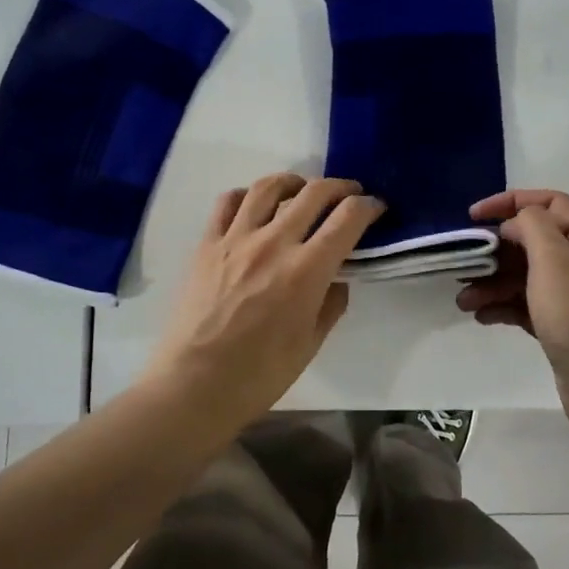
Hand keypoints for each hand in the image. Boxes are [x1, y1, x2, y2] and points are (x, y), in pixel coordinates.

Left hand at [146, 173, 383, 428]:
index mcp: (306, 271)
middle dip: (340, 187)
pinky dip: (247, 195)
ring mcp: (236, 239)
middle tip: (348, 194)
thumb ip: (330, 304)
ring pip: (268, 187)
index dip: (368, 206)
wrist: (193, 386)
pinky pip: (228, 202)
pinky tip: (255, 205)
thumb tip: (337, 278)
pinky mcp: (206, 244)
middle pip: (313, 192)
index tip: (375, 207)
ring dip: (294, 181)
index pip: (347, 218)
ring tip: (302, 189)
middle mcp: (273, 243)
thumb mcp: (310, 344)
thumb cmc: (258, 375)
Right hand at [457, 189, 568, 426]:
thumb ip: (532, 227)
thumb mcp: (555, 261)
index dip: (510, 202)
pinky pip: (533, 305)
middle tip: (465, 264)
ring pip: (531, 277)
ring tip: (464, 300)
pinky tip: (482, 316)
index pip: (552, 203)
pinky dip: (507, 306)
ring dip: (496, 283)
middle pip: (538, 242)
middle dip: (498, 251)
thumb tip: (517, 223)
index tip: (473, 216)